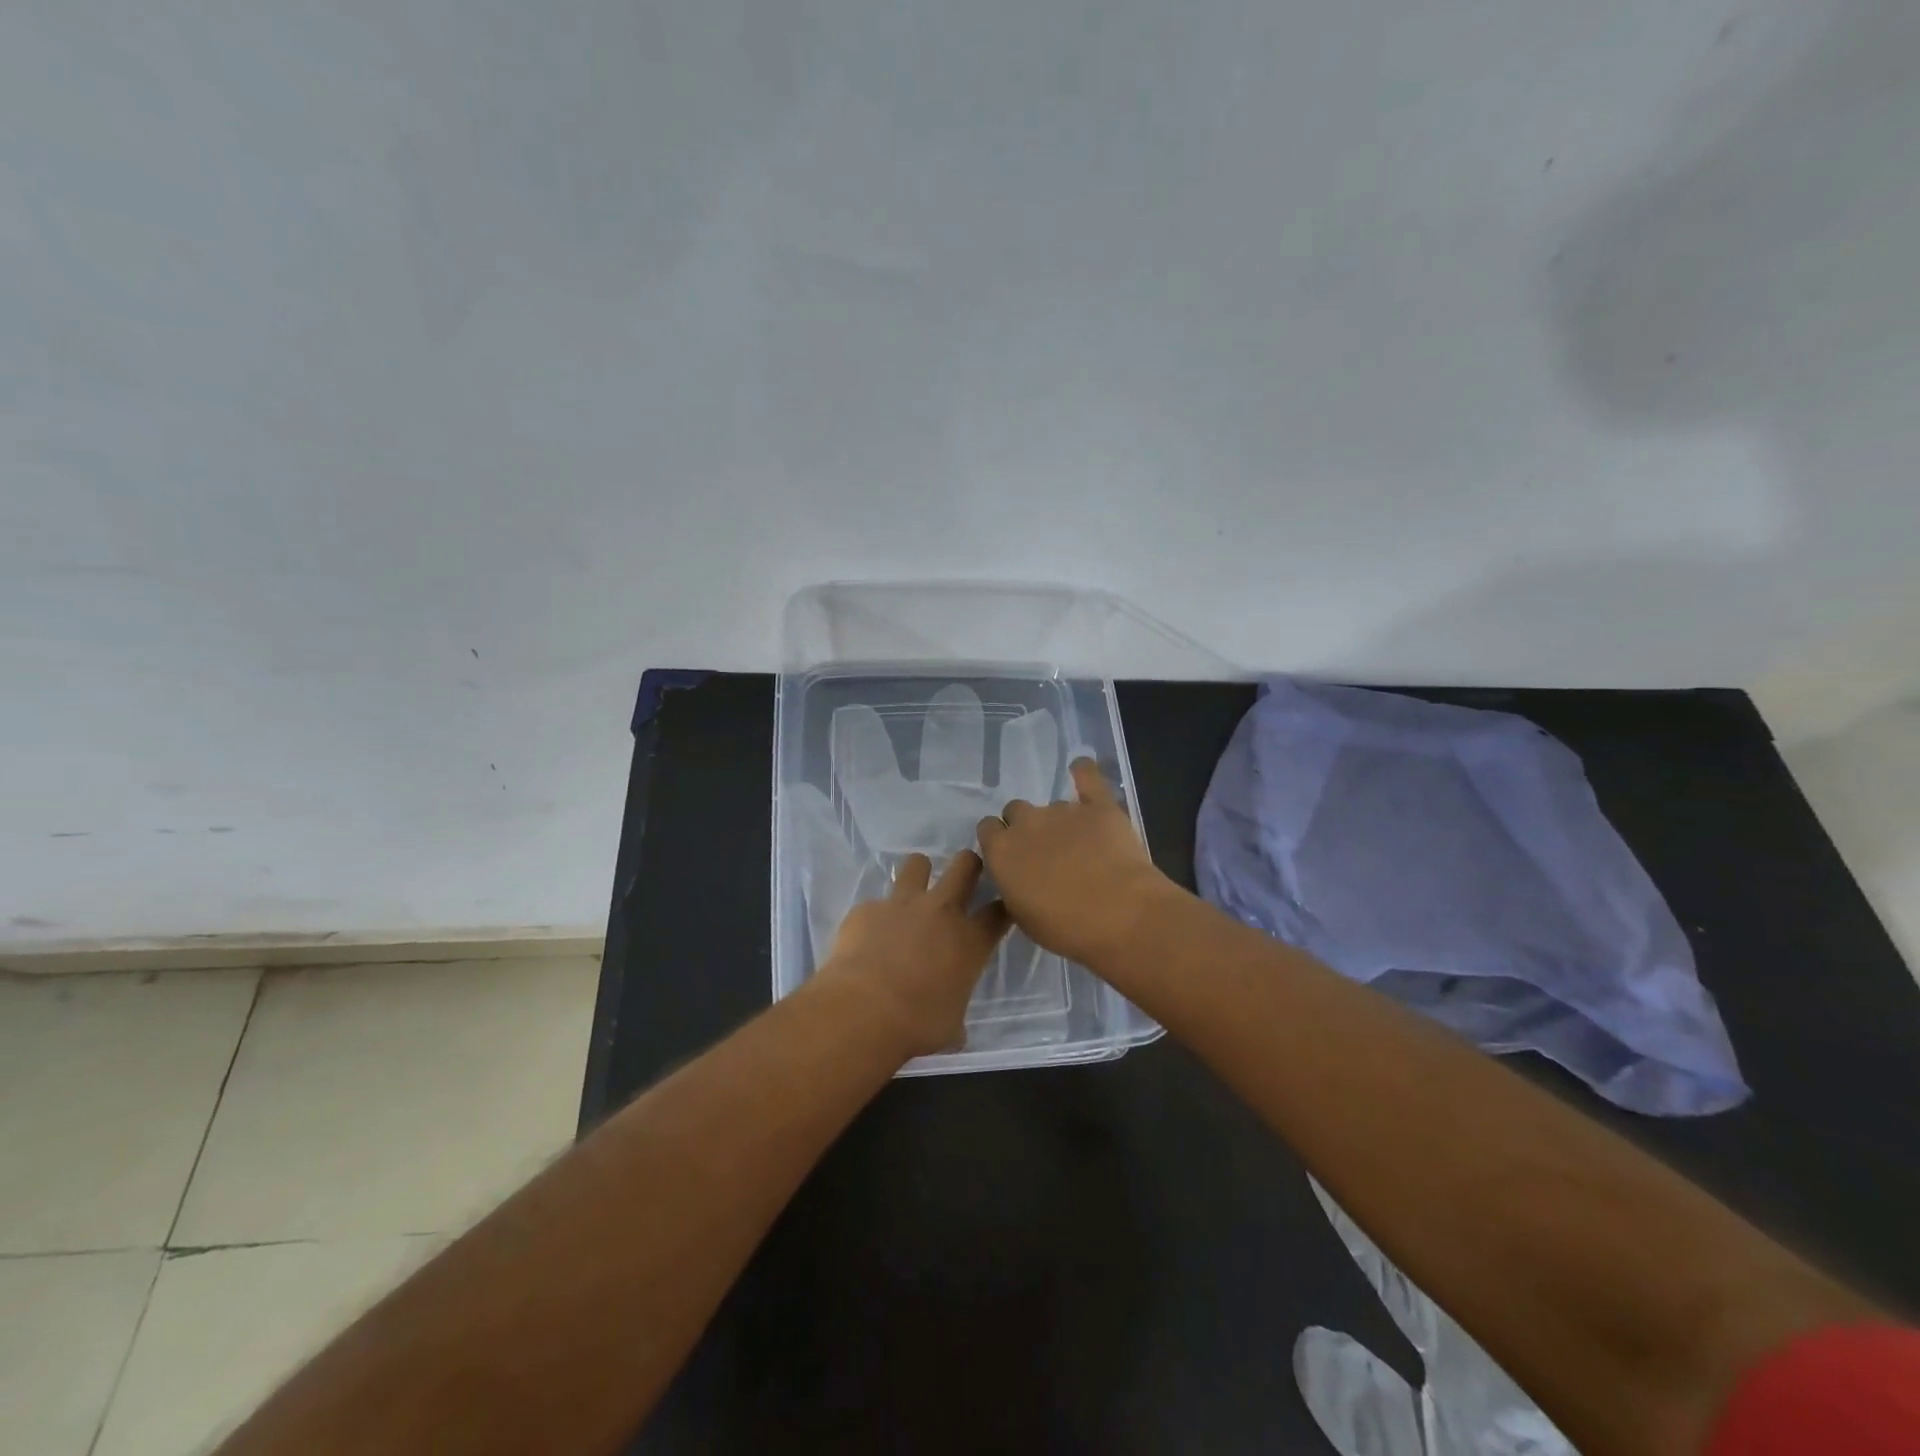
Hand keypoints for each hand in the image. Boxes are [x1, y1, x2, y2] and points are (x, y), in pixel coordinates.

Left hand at [813, 850, 1011, 1058]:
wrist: (864, 1010)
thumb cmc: (918, 1024)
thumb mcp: (950, 1026)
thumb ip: (956, 1016)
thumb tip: (955, 1031)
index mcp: (970, 940)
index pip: (999, 911)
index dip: (1002, 907)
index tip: (1000, 909)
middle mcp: (941, 911)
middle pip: (965, 866)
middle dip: (969, 864)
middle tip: (965, 874)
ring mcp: (902, 904)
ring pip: (917, 863)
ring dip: (918, 874)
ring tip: (912, 891)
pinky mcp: (867, 908)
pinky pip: (875, 903)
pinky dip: (875, 917)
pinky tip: (867, 937)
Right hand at [976, 759, 1181, 967]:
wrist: (1119, 915)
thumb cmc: (1065, 928)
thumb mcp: (1023, 917)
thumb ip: (1014, 888)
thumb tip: (1019, 877)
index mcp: (1001, 851)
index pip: (988, 829)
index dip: (999, 841)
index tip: (1012, 857)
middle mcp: (1026, 823)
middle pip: (1016, 811)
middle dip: (1026, 827)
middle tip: (1045, 852)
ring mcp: (1063, 810)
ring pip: (1052, 805)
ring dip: (1059, 820)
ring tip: (1080, 845)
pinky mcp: (1099, 806)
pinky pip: (1088, 777)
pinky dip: (1084, 773)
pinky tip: (1082, 769)